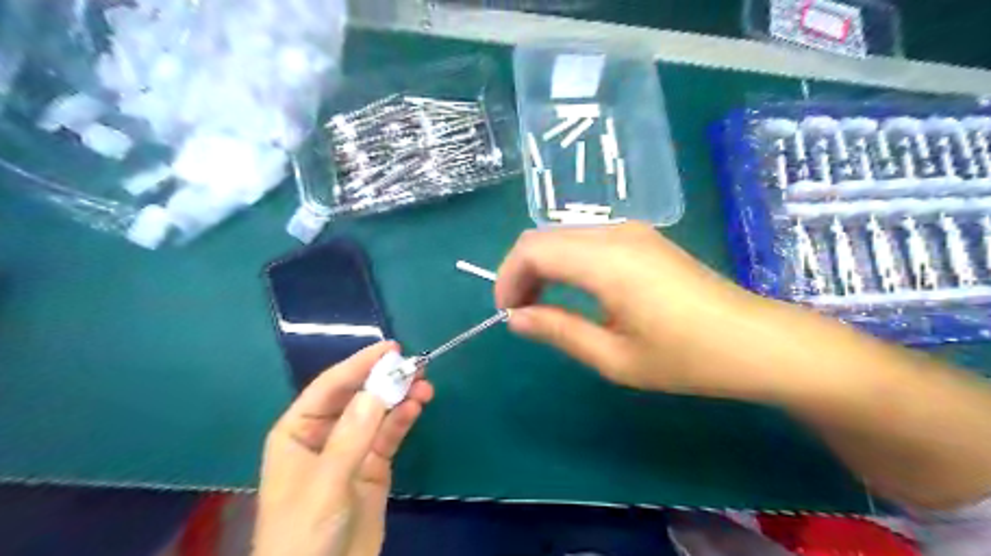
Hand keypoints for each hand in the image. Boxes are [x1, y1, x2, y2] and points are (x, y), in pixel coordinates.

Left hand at [256, 342, 433, 555]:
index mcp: (297, 431)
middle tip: (415, 365)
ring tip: (425, 385)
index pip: (330, 387)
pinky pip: (389, 435)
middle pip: (357, 396)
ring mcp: (352, 450)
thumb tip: (378, 389)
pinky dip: (403, 419)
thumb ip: (352, 435)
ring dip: (400, 397)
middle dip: (384, 379)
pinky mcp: (373, 466)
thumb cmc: (304, 532)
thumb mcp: (326, 483)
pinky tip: (417, 407)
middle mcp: (325, 434)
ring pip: (378, 413)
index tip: (390, 348)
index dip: (359, 364)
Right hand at [501, 221, 785, 398]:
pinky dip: (566, 262)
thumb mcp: (614, 356)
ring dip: (542, 266)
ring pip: (563, 236)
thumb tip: (515, 318)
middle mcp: (615, 233)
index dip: (508, 278)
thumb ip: (558, 330)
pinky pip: (586, 240)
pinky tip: (574, 291)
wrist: (754, 341)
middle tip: (522, 313)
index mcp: (607, 260)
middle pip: (543, 237)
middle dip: (521, 272)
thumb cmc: (686, 357)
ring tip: (543, 306)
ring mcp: (632, 230)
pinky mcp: (642, 238)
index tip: (508, 314)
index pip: (532, 249)